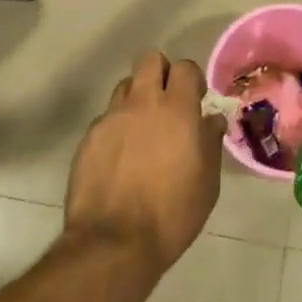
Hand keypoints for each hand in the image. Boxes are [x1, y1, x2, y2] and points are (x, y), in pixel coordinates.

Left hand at [64, 50, 225, 277]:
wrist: (114, 242)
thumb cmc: (172, 214)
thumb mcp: (207, 182)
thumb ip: (210, 143)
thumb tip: (212, 120)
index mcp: (177, 110)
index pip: (185, 67)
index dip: (191, 80)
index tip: (195, 101)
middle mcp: (143, 103)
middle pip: (149, 59)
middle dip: (160, 72)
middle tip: (166, 102)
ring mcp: (112, 117)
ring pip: (125, 85)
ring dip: (136, 98)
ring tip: (141, 129)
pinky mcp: (89, 136)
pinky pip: (107, 117)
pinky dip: (116, 127)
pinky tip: (120, 157)